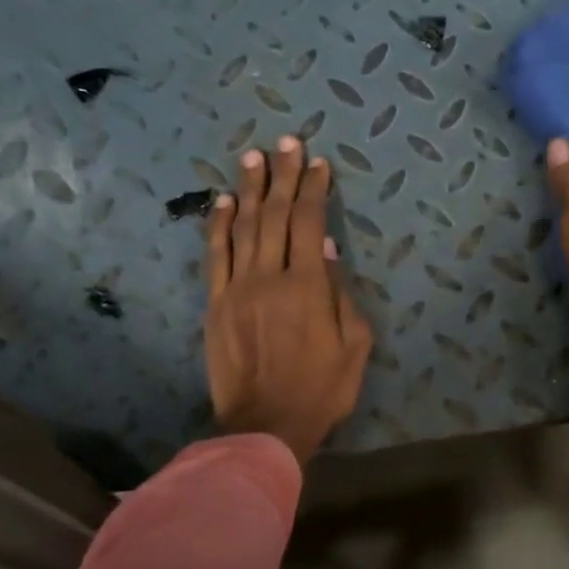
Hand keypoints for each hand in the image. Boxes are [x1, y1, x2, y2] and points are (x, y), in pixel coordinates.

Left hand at [204, 136, 371, 464]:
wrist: (265, 425)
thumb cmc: (322, 390)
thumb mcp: (354, 347)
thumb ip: (341, 295)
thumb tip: (325, 249)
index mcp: (308, 287)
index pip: (309, 223)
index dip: (313, 190)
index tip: (318, 163)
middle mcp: (270, 277)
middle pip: (275, 215)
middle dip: (283, 176)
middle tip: (287, 142)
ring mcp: (237, 288)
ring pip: (242, 227)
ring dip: (249, 189)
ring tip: (254, 157)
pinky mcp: (215, 304)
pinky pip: (215, 255)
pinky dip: (218, 225)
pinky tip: (222, 201)